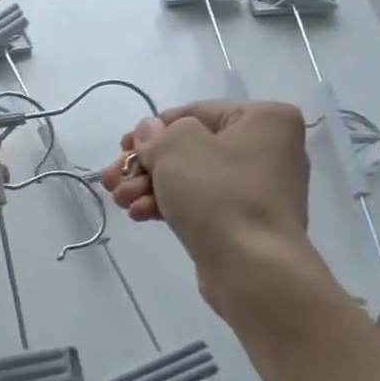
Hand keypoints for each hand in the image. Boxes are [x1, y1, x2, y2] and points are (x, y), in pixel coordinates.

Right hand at [98, 100, 312, 302]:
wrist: (252, 267)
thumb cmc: (219, 195)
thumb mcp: (177, 148)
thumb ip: (157, 134)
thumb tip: (151, 132)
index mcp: (264, 120)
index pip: (194, 113)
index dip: (152, 129)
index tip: (122, 149)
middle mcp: (267, 149)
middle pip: (189, 148)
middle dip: (144, 165)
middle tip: (112, 181)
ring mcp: (257, 188)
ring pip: (190, 178)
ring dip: (149, 187)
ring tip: (120, 201)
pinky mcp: (243, 221)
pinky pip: (200, 203)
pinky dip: (169, 205)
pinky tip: (140, 214)